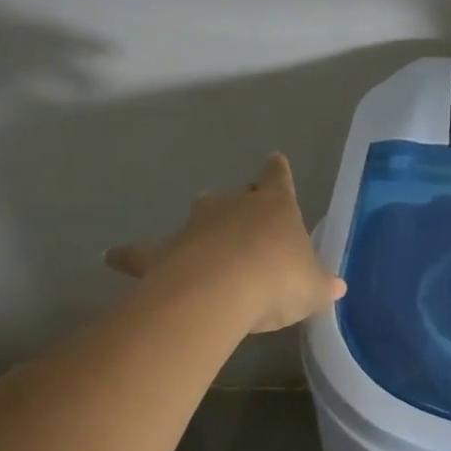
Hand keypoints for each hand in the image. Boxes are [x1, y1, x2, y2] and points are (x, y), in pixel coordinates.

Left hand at [105, 153, 344, 334]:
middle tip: (244, 221)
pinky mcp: (164, 251)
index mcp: (275, 207)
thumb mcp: (313, 288)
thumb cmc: (278, 280)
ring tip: (200, 245)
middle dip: (240, 204)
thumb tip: (337, 287)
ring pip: (197, 218)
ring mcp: (196, 225)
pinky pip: (143, 252)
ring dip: (201, 229)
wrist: (221, 291)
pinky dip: (130, 255)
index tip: (275, 160)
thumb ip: (322, 285)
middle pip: (235, 196)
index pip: (278, 179)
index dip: (278, 171)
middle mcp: (233, 206)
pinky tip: (113, 258)